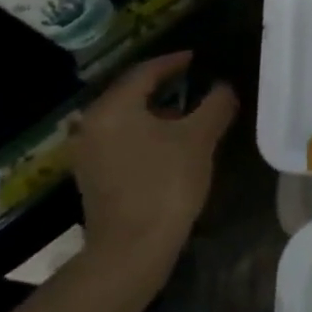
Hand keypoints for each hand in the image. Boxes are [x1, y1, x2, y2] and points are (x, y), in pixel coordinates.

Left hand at [69, 52, 237, 286]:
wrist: (130, 252)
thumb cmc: (165, 184)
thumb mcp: (200, 138)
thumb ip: (215, 104)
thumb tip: (223, 87)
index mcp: (114, 108)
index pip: (146, 71)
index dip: (174, 61)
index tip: (196, 58)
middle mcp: (93, 124)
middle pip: (131, 92)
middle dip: (162, 85)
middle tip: (192, 80)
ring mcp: (88, 153)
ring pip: (125, 118)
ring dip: (154, 110)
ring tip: (186, 112)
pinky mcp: (92, 177)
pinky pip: (120, 139)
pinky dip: (143, 132)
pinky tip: (168, 142)